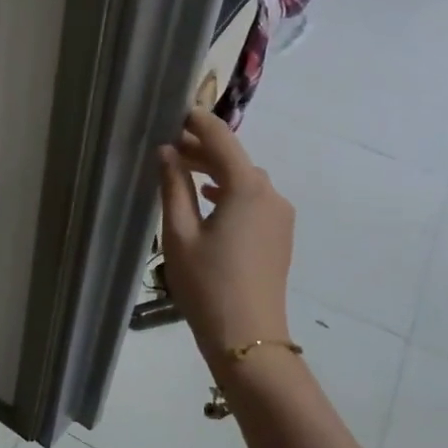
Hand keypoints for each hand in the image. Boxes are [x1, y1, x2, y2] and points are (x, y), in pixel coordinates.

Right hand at [157, 110, 295, 357]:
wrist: (247, 337)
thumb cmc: (207, 283)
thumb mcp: (179, 233)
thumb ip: (173, 186)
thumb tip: (167, 152)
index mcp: (247, 187)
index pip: (221, 139)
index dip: (197, 121)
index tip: (173, 110)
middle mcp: (270, 194)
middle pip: (235, 158)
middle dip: (202, 148)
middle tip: (167, 144)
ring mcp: (280, 216)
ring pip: (245, 180)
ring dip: (216, 171)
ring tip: (182, 171)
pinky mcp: (279, 235)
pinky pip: (253, 200)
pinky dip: (230, 192)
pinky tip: (208, 201)